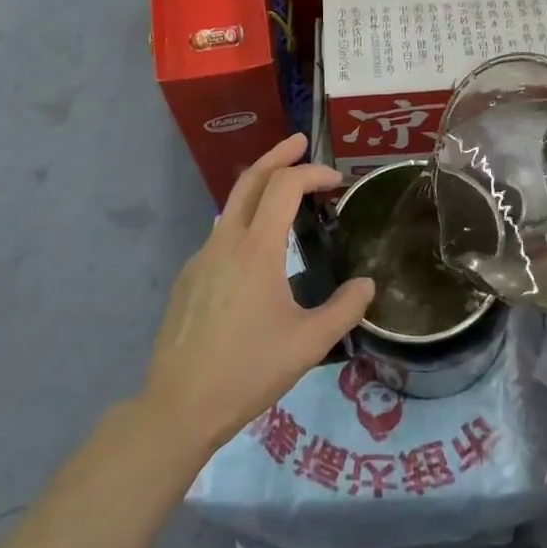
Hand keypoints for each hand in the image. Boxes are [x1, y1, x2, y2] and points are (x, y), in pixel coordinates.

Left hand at [143, 134, 375, 461]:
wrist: (179, 405)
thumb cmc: (248, 371)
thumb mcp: (309, 344)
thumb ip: (345, 309)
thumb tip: (367, 285)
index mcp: (256, 250)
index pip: (284, 187)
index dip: (312, 173)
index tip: (337, 181)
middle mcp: (225, 242)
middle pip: (250, 179)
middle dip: (277, 155)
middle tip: (301, 142)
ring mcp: (201, 258)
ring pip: (231, 206)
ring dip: (260, 187)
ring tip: (286, 191)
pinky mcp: (189, 278)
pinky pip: (221, 235)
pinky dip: (245, 221)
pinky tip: (260, 252)